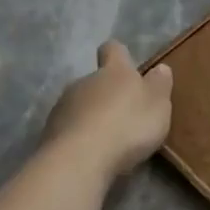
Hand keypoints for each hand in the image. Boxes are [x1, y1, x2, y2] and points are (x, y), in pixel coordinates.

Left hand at [40, 42, 173, 177]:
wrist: (80, 160)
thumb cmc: (128, 126)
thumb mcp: (158, 105)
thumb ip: (159, 85)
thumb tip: (160, 68)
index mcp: (114, 72)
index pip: (113, 49)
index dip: (120, 55)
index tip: (127, 65)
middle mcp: (84, 82)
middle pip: (96, 80)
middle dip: (108, 93)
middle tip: (126, 114)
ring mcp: (63, 106)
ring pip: (80, 104)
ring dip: (93, 115)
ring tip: (109, 138)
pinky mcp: (49, 132)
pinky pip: (70, 128)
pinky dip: (81, 136)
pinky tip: (92, 152)